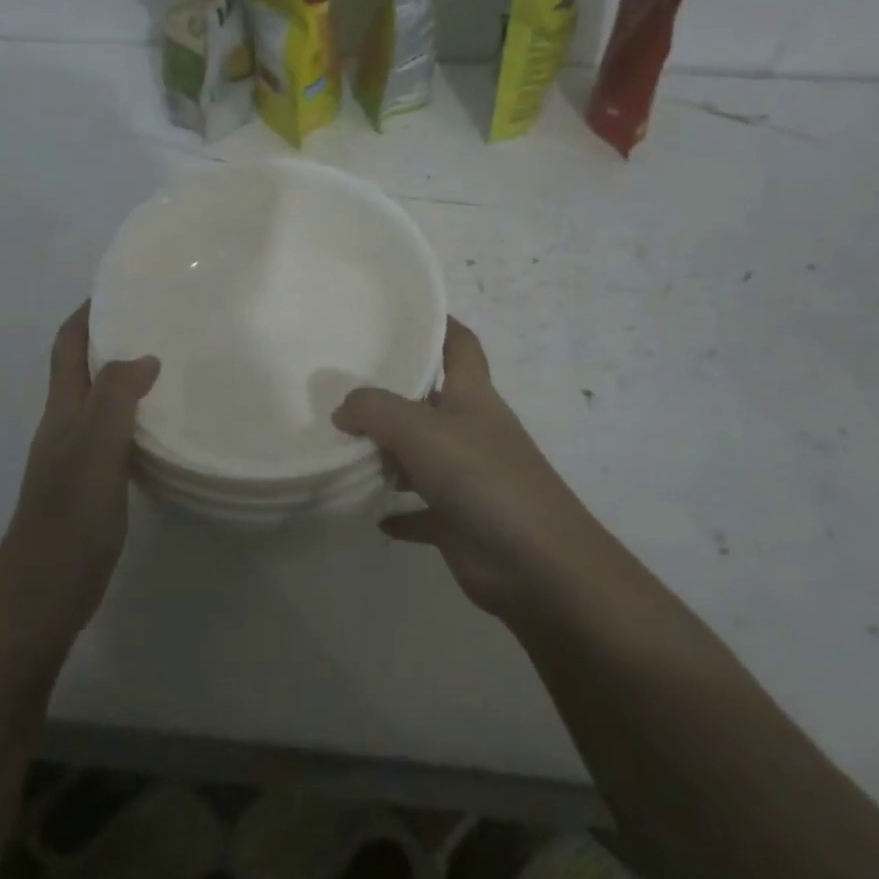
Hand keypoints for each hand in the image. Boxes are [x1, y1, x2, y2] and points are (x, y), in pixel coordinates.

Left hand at [0, 304, 159, 638]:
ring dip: (127, 377)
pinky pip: (117, 433)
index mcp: (62, 411)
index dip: (86, 313)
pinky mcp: (94, 484)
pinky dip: (138, 416)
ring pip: (102, 401)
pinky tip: (166, 424)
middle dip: (112, 337)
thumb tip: (145, 357)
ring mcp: (77, 457)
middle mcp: (66, 426)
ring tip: (172, 363)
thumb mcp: (93, 450)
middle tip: (160, 321)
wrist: (42, 595)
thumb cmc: (67, 519)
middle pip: (83, 368)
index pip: (68, 346)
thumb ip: (115, 399)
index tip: (119, 286)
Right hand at [333, 317, 602, 619]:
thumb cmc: (482, 477)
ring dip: (387, 455)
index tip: (401, 314)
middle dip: (392, 395)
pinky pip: (420, 511)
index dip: (439, 324)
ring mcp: (467, 477)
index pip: (460, 344)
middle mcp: (471, 430)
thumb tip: (343, 409)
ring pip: (420, 456)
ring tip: (341, 447)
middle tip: (342, 387)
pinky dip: (398, 511)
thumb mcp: (420, 429)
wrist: (537, 564)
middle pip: (429, 401)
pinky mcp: (459, 521)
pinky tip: (368, 511)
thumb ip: (374, 409)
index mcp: (473, 396)